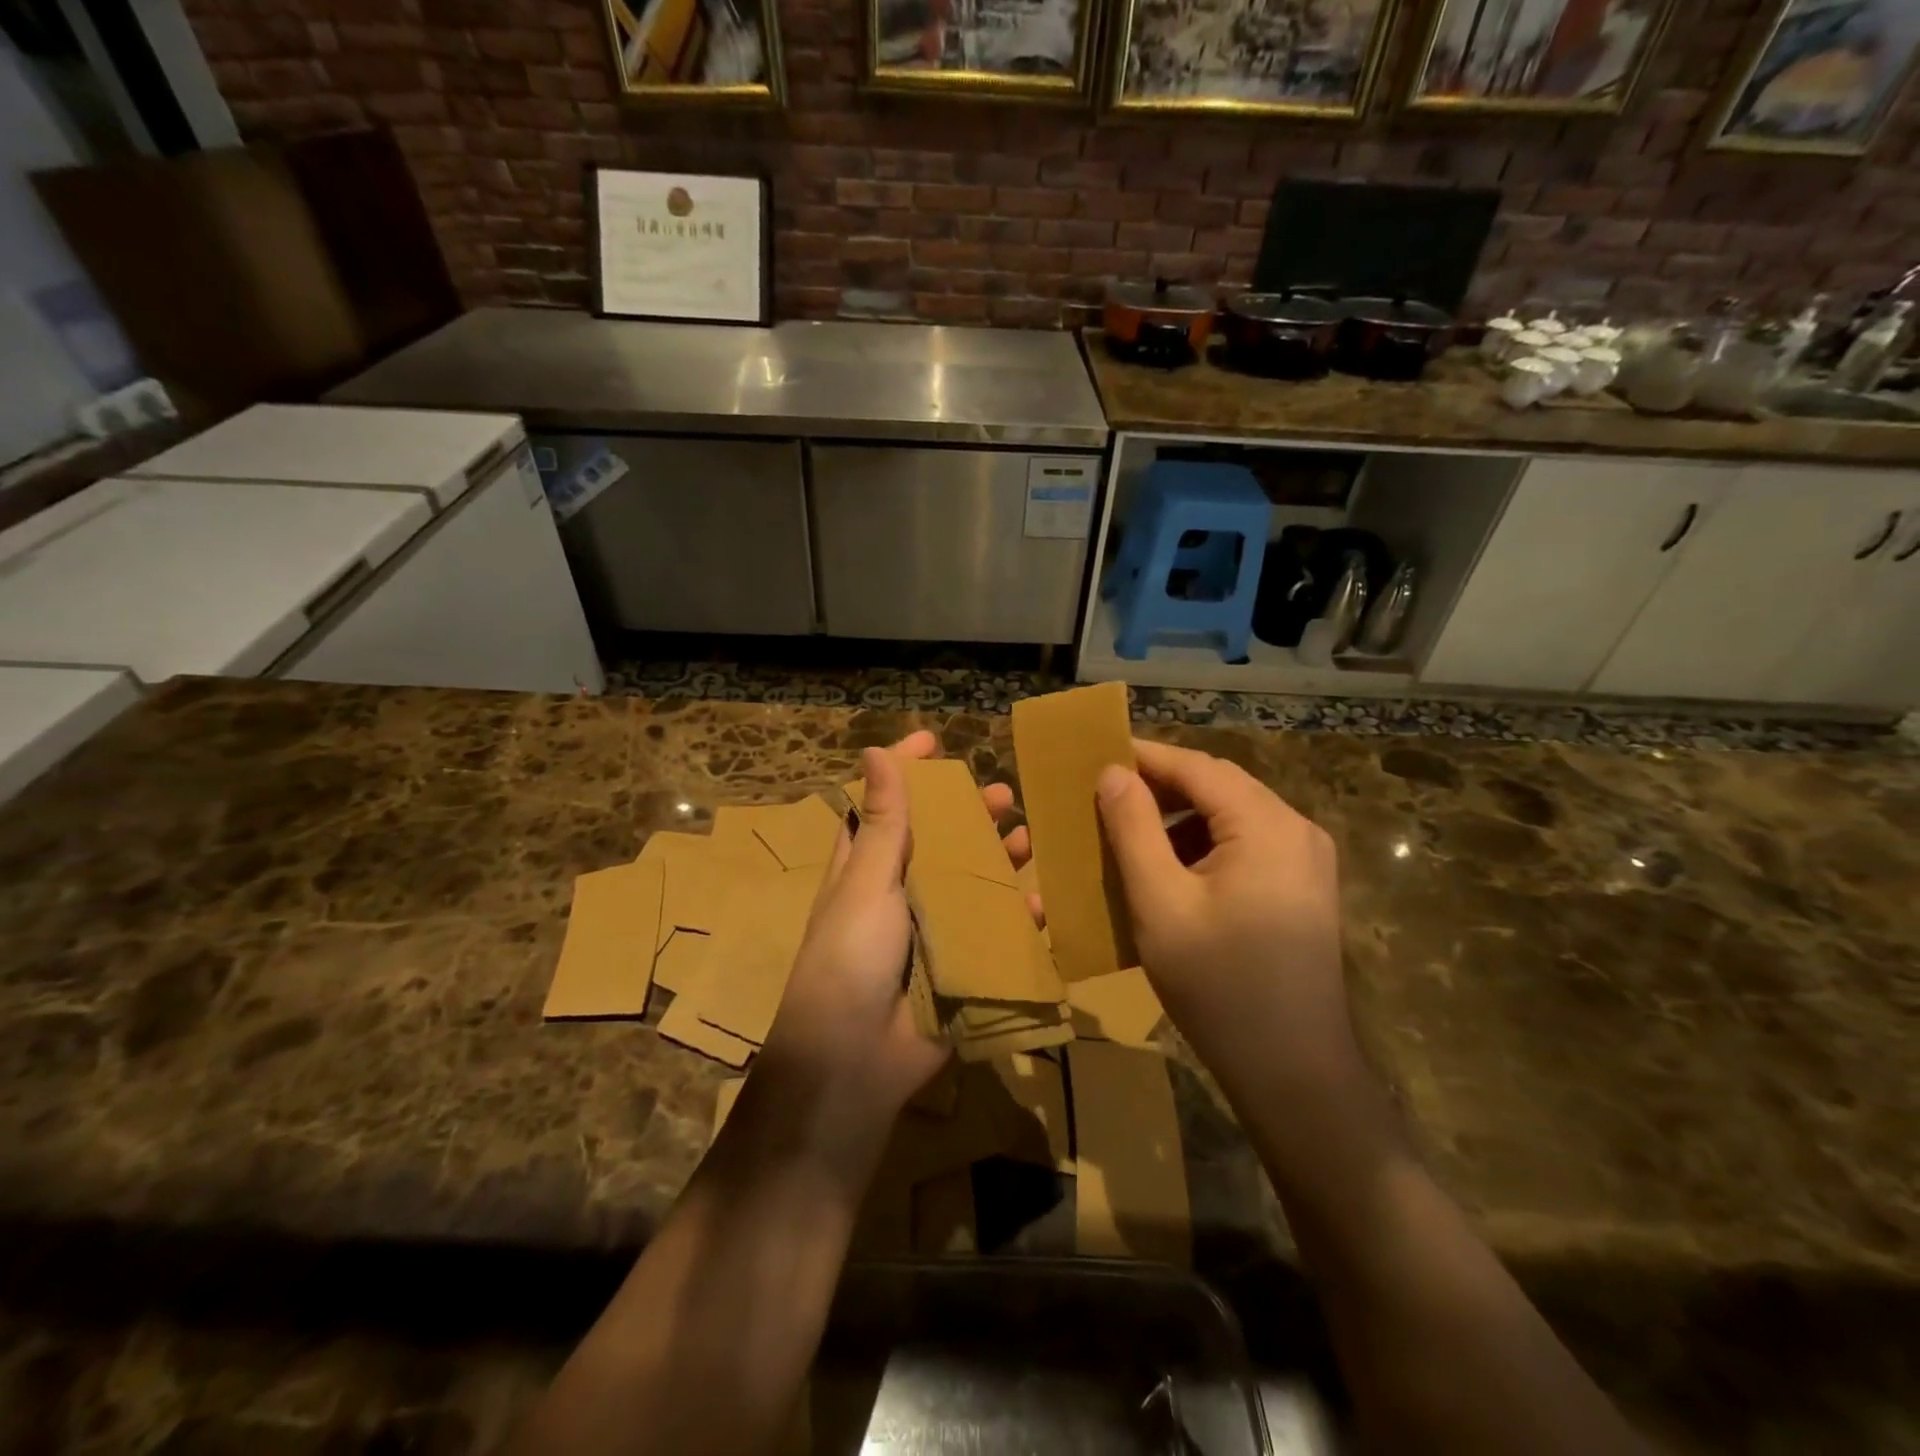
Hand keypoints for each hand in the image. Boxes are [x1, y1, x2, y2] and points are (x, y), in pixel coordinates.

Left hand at [752, 732, 1029, 1182]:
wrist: (856, 1062)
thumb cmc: (850, 958)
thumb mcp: (866, 883)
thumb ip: (883, 823)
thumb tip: (875, 751)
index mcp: (866, 868)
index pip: (887, 805)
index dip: (908, 771)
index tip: (936, 740)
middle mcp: (900, 893)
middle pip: (939, 842)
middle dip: (969, 815)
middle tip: (1005, 793)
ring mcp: (933, 931)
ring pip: (973, 884)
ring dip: (999, 860)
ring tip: (1029, 837)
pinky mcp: (961, 967)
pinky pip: (996, 934)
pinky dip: (1019, 919)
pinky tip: (1043, 904)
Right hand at [1094, 739, 1361, 1094]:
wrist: (1294, 1071)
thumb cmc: (1218, 984)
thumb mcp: (1160, 903)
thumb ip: (1133, 830)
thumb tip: (1113, 773)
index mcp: (1267, 825)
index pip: (1198, 767)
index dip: (1145, 756)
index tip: (1097, 752)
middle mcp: (1297, 830)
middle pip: (1219, 786)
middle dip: (1162, 786)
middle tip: (1105, 794)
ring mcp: (1307, 860)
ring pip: (1233, 816)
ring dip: (1181, 817)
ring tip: (1131, 832)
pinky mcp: (1304, 889)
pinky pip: (1247, 845)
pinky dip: (1205, 845)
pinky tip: (1172, 870)